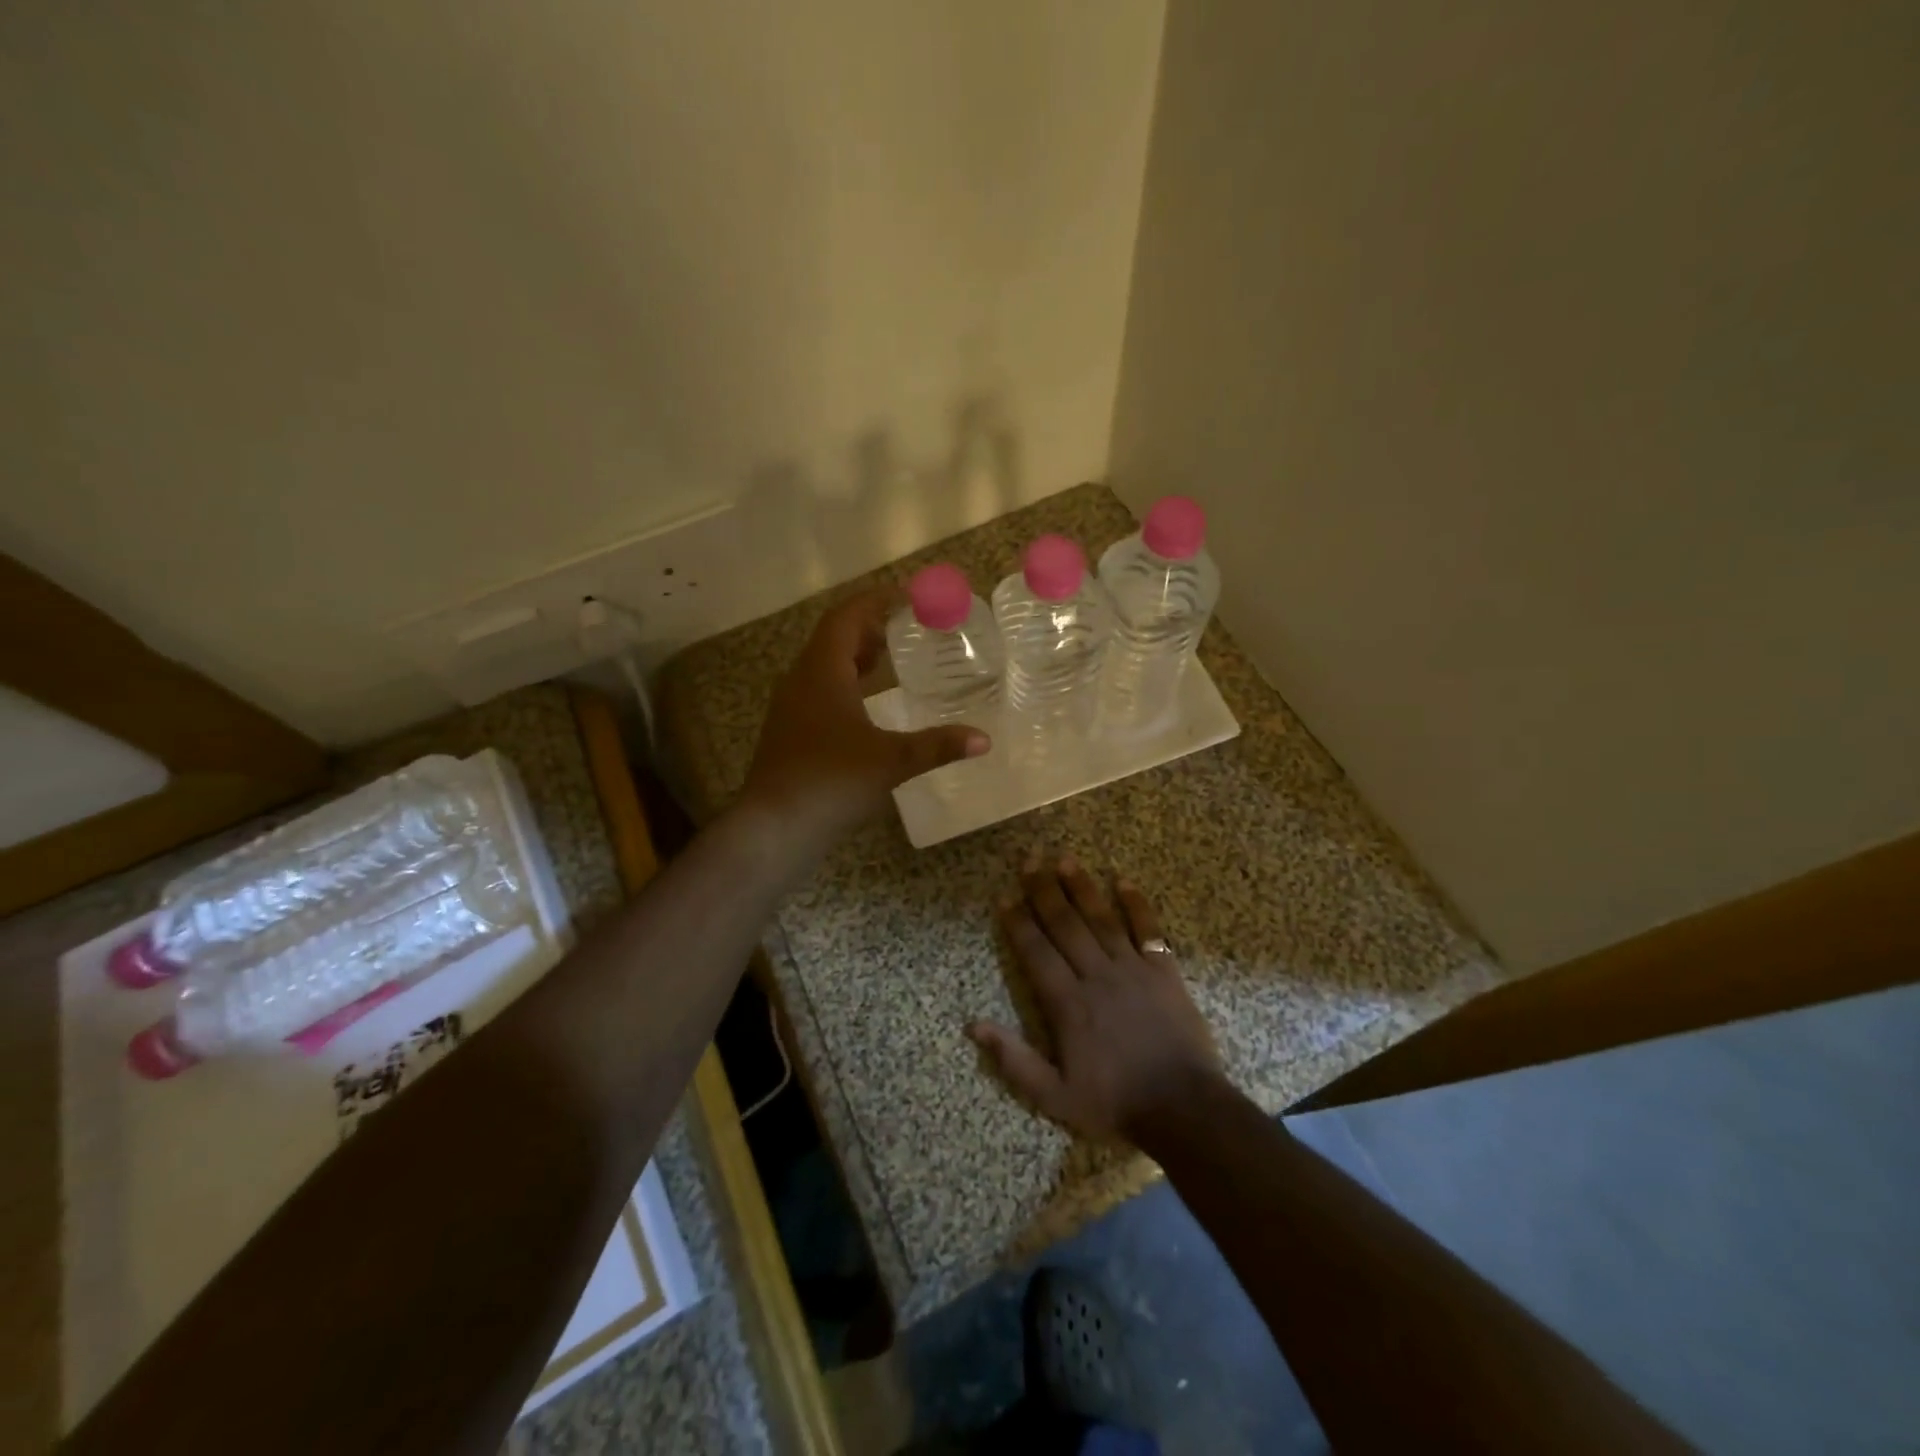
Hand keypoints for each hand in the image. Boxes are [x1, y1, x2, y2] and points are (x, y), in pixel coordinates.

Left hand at [741, 590, 988, 844]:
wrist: (774, 826)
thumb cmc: (831, 781)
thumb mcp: (891, 760)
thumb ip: (937, 746)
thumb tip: (983, 740)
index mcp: (822, 671)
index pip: (846, 617)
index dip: (875, 601)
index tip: (906, 595)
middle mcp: (801, 680)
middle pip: (834, 638)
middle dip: (869, 627)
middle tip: (906, 627)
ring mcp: (791, 707)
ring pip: (825, 666)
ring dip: (856, 656)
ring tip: (891, 659)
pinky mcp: (790, 732)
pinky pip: (820, 690)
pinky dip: (846, 683)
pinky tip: (867, 706)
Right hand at [970, 854, 1223, 1143]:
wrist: (1183, 1108)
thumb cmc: (1115, 1102)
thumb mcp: (1054, 1096)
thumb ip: (1014, 1060)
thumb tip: (973, 1025)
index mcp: (1067, 1003)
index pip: (1036, 952)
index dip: (1018, 923)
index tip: (1005, 896)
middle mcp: (1096, 976)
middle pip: (1065, 925)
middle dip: (1044, 891)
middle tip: (1029, 860)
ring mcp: (1132, 969)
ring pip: (1102, 920)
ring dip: (1082, 888)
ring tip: (1065, 859)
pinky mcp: (1164, 971)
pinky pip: (1149, 930)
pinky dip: (1137, 905)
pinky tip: (1124, 881)